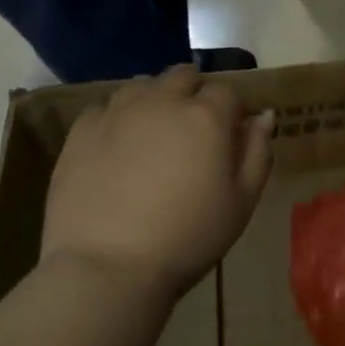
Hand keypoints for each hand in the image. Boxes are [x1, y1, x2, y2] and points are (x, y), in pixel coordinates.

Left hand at [41, 66, 272, 298]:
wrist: (106, 268)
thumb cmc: (187, 239)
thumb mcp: (242, 202)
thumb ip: (258, 152)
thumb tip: (263, 116)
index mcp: (206, 115)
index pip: (227, 92)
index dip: (231, 112)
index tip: (229, 137)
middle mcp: (163, 100)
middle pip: (183, 76)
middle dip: (193, 94)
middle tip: (191, 133)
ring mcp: (118, 111)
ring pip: (142, 85)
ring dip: (154, 100)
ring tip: (152, 135)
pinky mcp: (81, 130)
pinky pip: (105, 108)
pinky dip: (116, 119)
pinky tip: (116, 148)